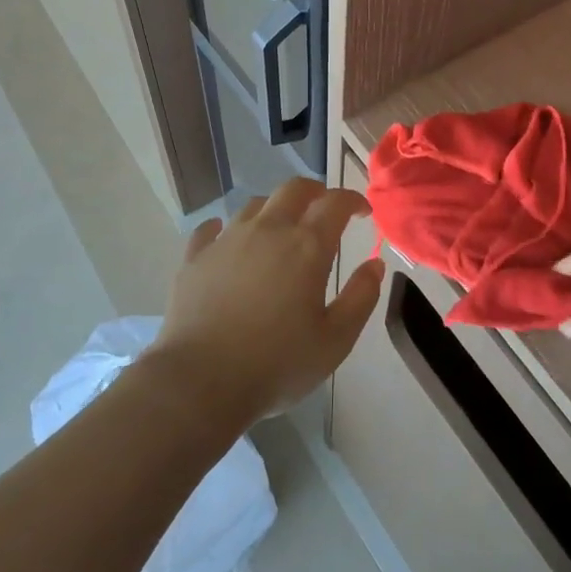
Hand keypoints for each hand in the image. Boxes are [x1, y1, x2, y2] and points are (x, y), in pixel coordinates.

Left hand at [152, 177, 386, 425]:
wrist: (200, 382)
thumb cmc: (277, 364)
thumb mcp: (335, 340)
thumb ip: (361, 297)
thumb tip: (375, 264)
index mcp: (306, 246)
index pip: (335, 203)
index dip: (353, 200)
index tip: (362, 212)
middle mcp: (267, 230)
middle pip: (294, 189)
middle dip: (315, 192)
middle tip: (324, 210)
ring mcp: (227, 240)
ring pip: (255, 205)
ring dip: (275, 209)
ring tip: (280, 230)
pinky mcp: (195, 257)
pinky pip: (211, 228)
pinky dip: (224, 228)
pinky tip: (226, 239)